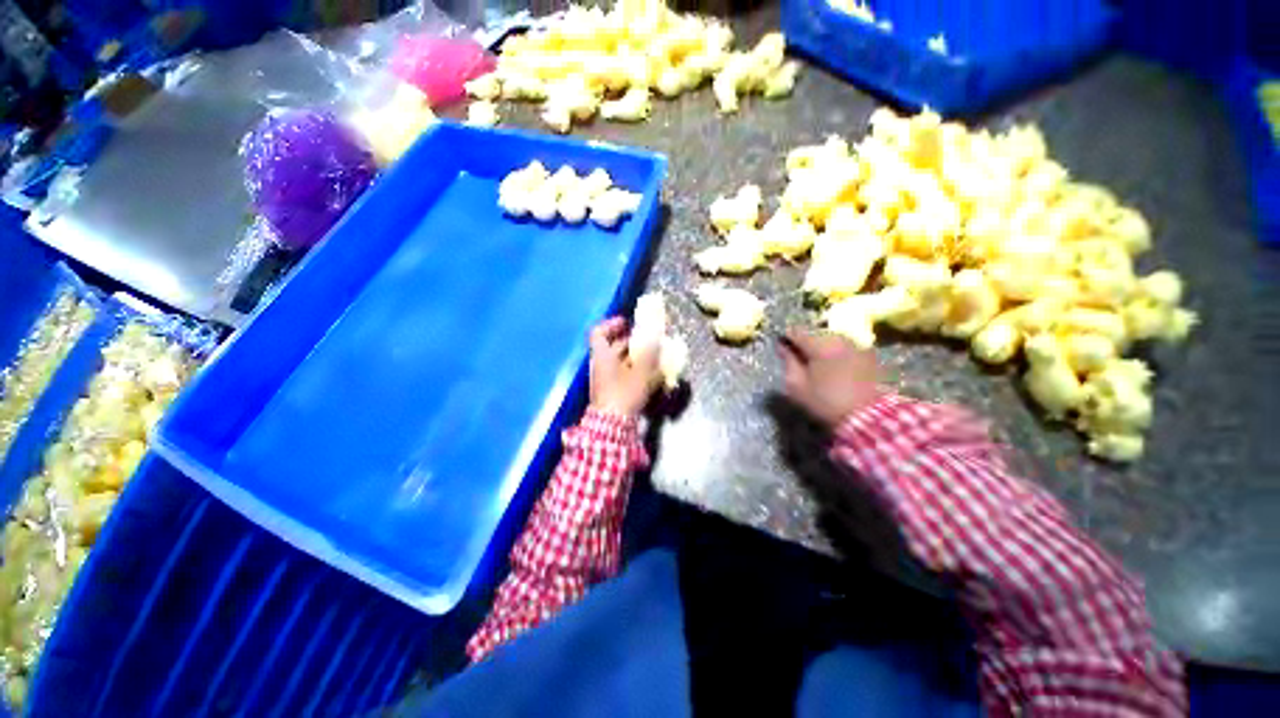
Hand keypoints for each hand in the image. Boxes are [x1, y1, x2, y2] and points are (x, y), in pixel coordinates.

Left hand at [589, 317, 662, 416]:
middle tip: (650, 341)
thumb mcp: (640, 372)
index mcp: (602, 356)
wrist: (612, 426)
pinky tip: (651, 375)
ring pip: (620, 362)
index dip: (612, 324)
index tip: (627, 322)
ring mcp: (605, 379)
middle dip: (632, 343)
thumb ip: (649, 353)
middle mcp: (601, 365)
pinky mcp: (611, 391)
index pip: (599, 332)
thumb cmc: (624, 394)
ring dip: (636, 358)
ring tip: (655, 358)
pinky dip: (635, 372)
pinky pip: (622, 375)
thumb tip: (655, 337)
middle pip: (613, 347)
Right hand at [778, 328, 881, 427]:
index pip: (795, 331)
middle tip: (800, 358)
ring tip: (819, 364)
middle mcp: (838, 338)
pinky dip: (838, 354)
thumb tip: (783, 348)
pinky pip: (846, 348)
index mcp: (818, 344)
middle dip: (806, 343)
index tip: (782, 348)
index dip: (786, 338)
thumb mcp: (797, 386)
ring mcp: (856, 344)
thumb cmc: (826, 401)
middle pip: (815, 334)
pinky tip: (837, 368)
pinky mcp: (870, 354)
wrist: (869, 417)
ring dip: (823, 348)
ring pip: (832, 339)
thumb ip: (788, 362)